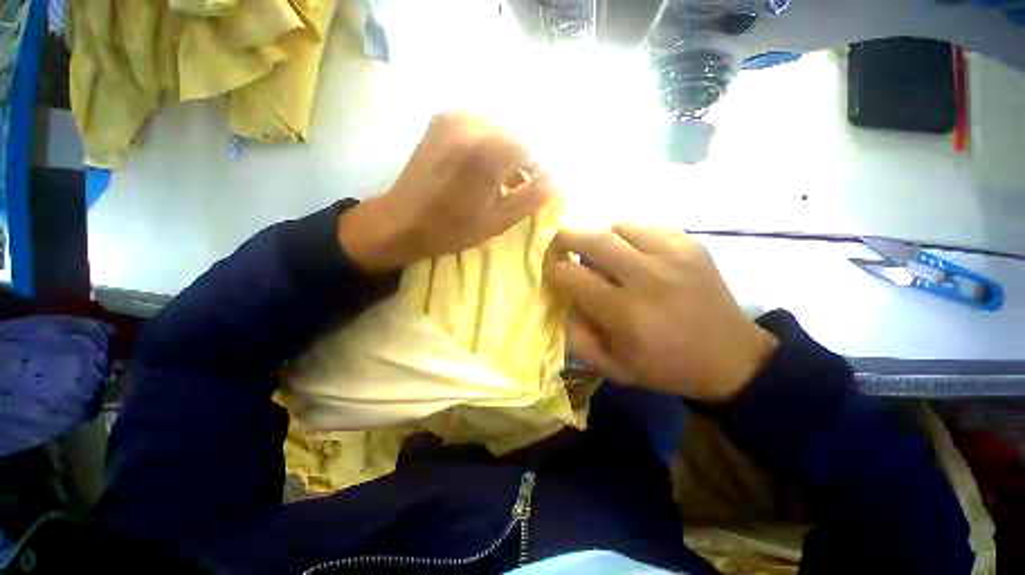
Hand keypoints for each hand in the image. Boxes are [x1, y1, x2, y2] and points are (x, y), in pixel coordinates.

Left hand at [338, 112, 553, 271]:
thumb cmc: (450, 228)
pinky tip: (484, 166)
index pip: (532, 150)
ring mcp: (453, 118)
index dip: (539, 170)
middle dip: (524, 160)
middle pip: (516, 135)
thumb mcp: (497, 221)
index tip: (539, 188)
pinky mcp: (441, 121)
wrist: (400, 221)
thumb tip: (553, 181)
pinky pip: (479, 126)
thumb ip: (529, 199)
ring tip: (504, 178)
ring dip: (507, 151)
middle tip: (523, 184)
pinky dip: (489, 144)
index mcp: (487, 151)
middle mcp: (472, 123)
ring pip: (498, 129)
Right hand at [546, 226, 777, 402]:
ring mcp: (674, 255)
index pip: (572, 276)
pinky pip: (644, 226)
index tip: (553, 273)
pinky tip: (632, 253)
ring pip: (617, 226)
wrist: (731, 357)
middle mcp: (649, 277)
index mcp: (626, 313)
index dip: (554, 270)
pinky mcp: (691, 244)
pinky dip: (627, 235)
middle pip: (592, 238)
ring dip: (599, 238)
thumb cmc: (666, 367)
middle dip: (566, 238)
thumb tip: (566, 299)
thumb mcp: (613, 368)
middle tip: (561, 247)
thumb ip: (578, 336)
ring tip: (602, 256)